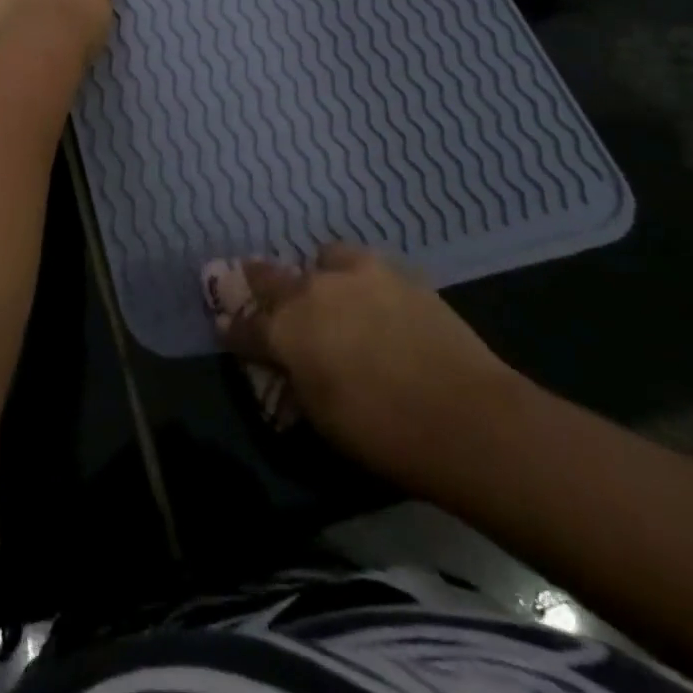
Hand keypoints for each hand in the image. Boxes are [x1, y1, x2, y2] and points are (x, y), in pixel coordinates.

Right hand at [215, 242, 523, 487]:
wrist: (465, 415)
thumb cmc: (382, 432)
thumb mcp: (321, 417)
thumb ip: (294, 380)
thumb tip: (286, 365)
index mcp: (285, 331)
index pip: (244, 326)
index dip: (233, 329)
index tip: (226, 327)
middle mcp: (310, 291)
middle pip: (268, 277)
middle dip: (258, 283)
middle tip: (254, 284)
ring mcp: (353, 275)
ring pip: (321, 260)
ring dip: (317, 276)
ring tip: (330, 293)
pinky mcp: (394, 272)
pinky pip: (362, 265)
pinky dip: (358, 278)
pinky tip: (372, 298)